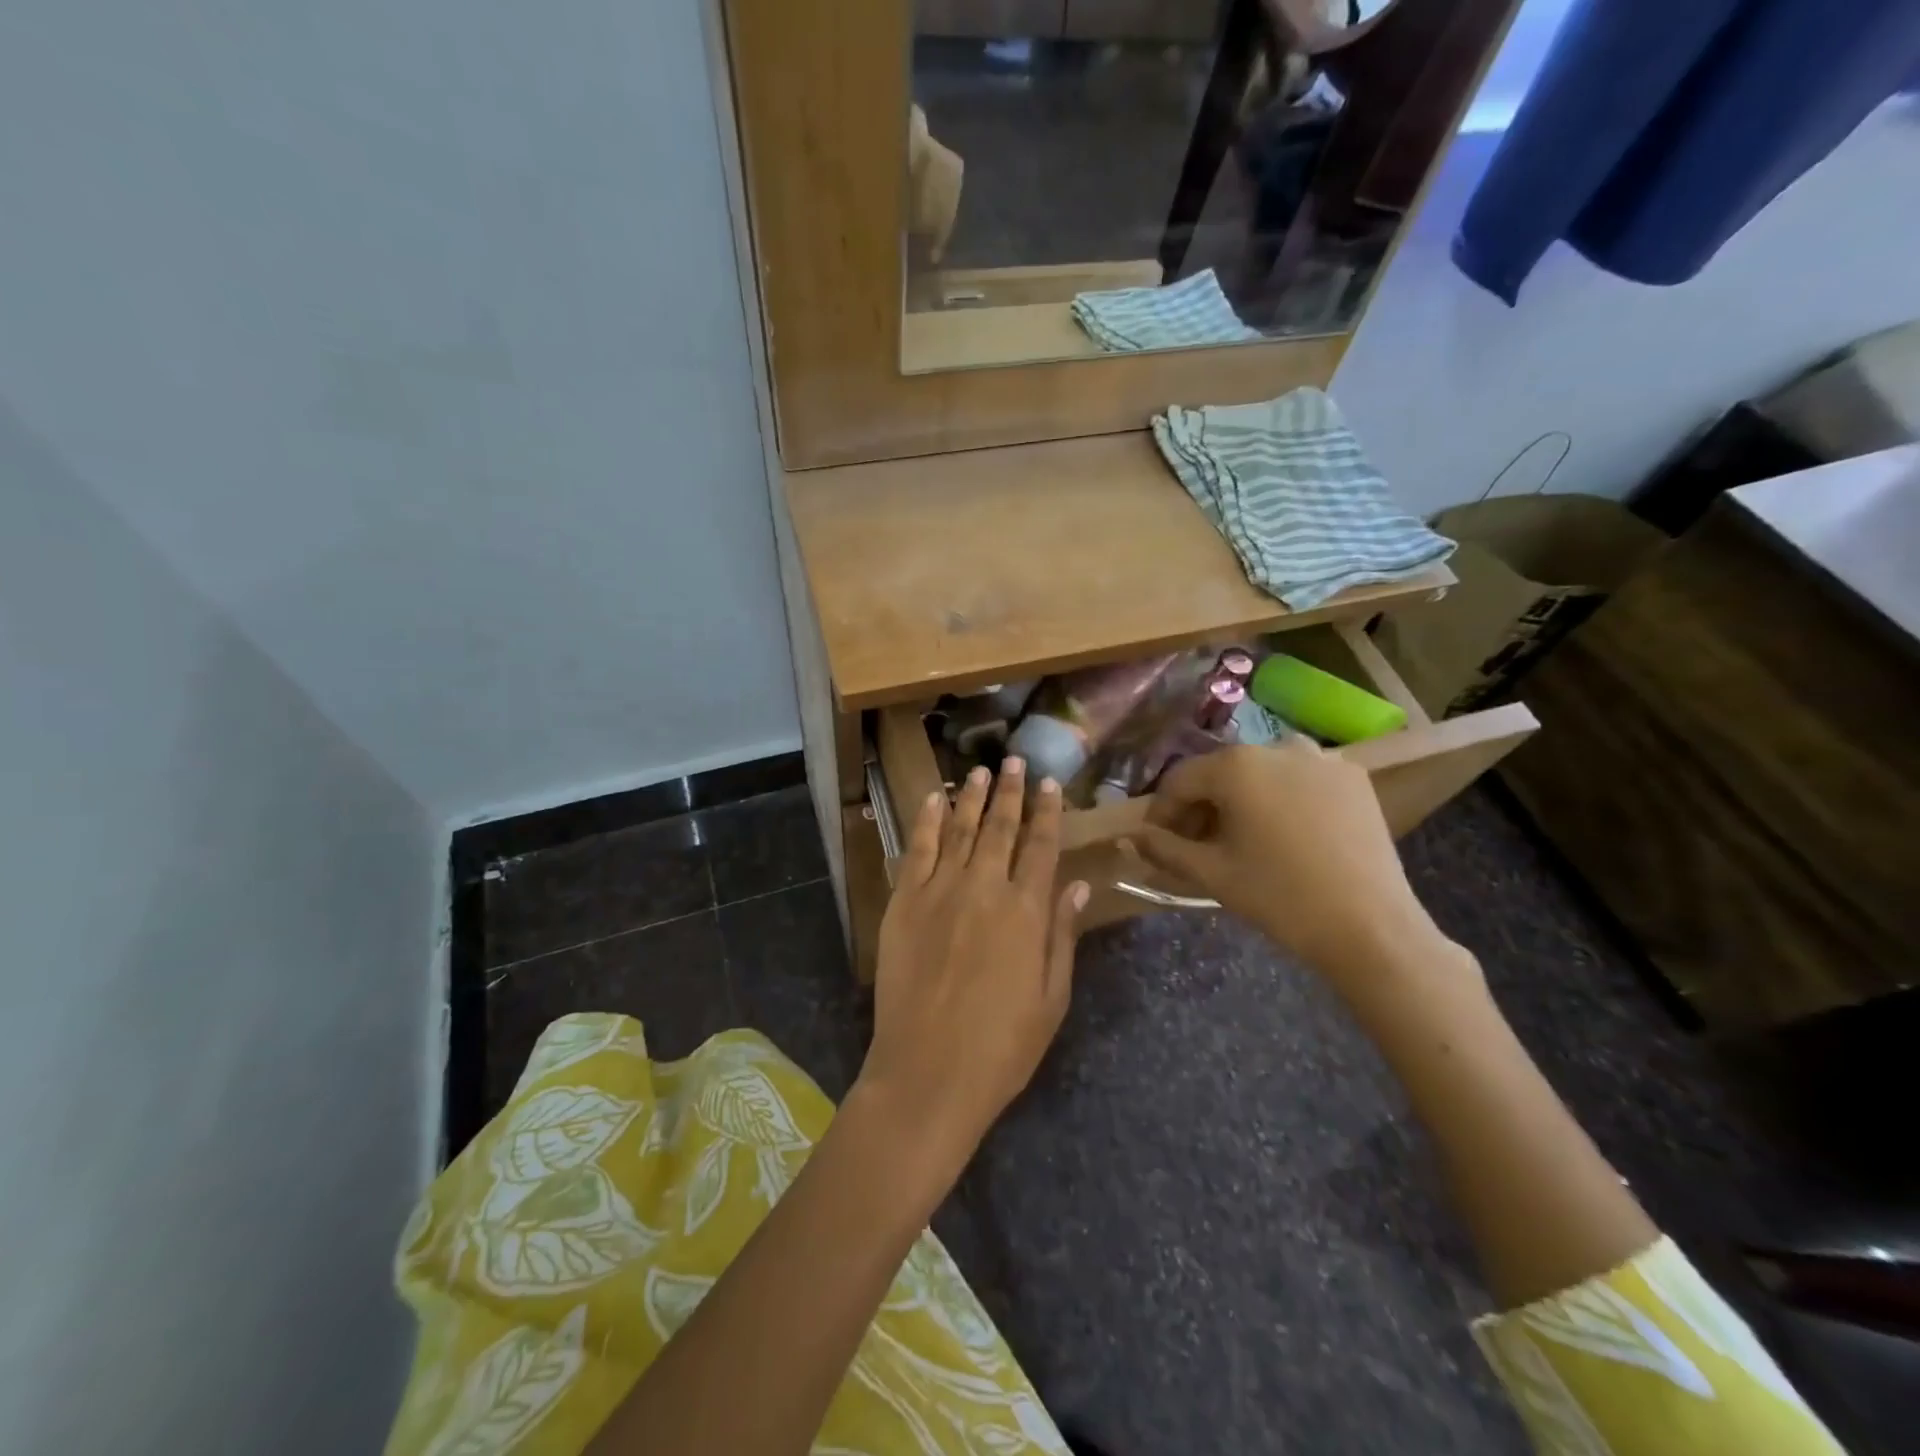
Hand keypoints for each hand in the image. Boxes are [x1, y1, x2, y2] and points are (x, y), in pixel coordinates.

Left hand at [859, 757, 1087, 1166]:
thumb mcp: (1052, 998)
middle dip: (1011, 792)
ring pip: (959, 830)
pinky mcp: (904, 903)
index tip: (1051, 784)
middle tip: (1015, 761)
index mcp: (1026, 912)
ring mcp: (939, 892)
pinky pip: (916, 851)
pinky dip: (924, 821)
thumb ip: (1062, 935)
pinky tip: (931, 800)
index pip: (1041, 847)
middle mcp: (984, 888)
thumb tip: (1076, 885)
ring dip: (972, 799)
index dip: (1048, 812)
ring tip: (981, 773)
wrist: (928, 1072)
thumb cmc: (1002, 1046)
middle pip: (1000, 829)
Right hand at [1136, 741, 1460, 993]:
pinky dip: (1282, 798)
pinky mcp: (1352, 777)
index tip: (1157, 842)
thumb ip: (1163, 848)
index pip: (1179, 780)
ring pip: (1261, 773)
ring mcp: (1321, 759)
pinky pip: (1300, 778)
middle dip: (1202, 806)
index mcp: (1236, 766)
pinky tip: (1285, 834)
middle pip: (1220, 773)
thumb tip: (1126, 837)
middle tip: (1197, 846)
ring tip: (1242, 839)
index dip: (1162, 812)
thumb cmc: (1279, 897)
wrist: (1370, 927)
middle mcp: (1276, 747)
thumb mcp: (1211, 873)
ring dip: (1241, 799)